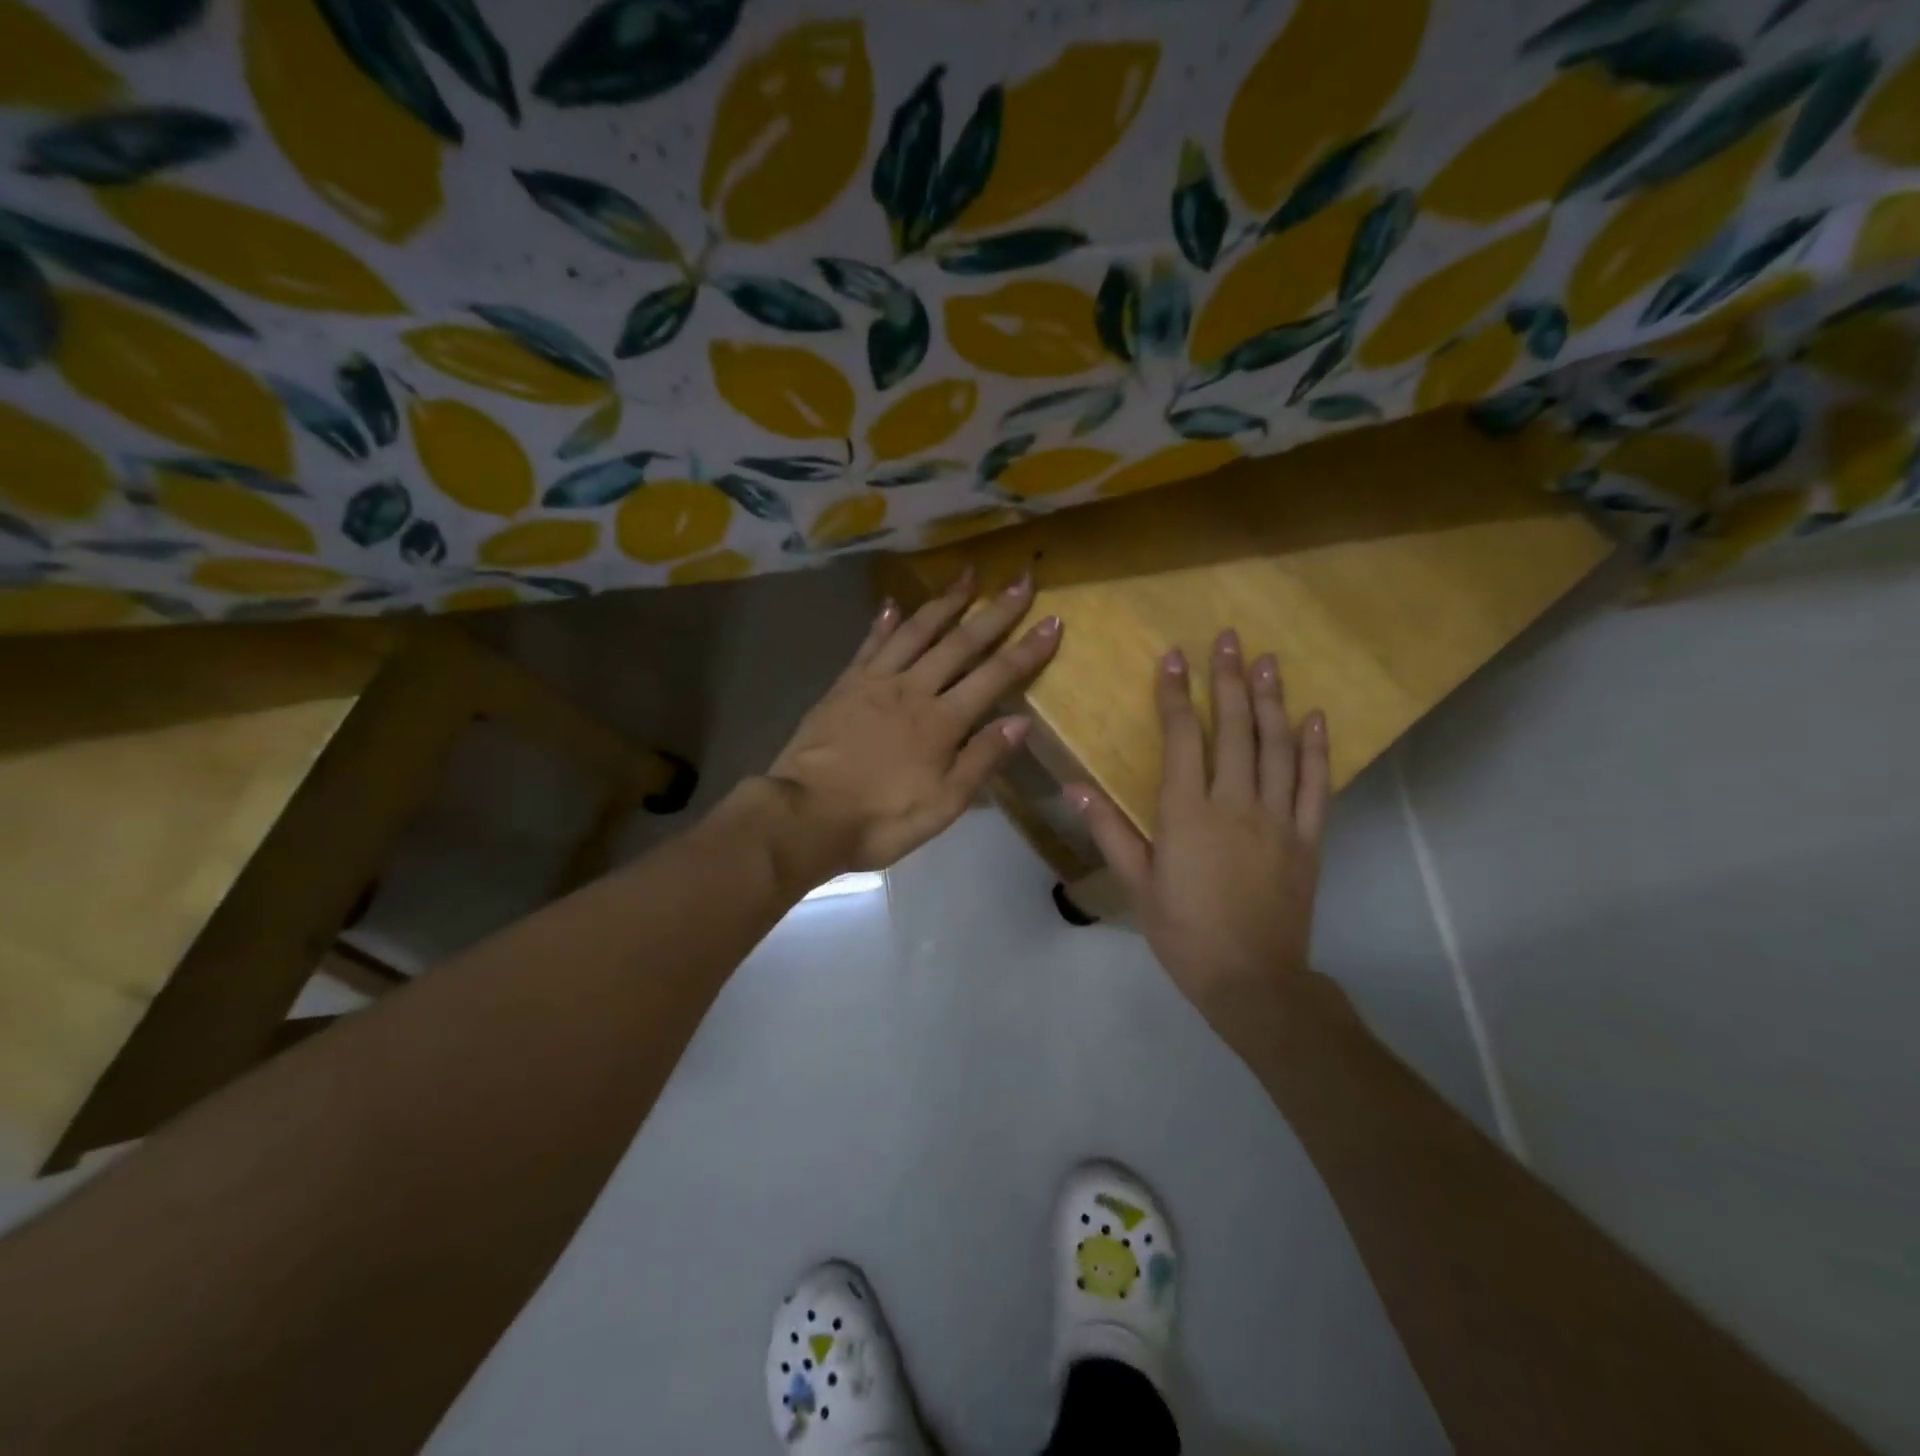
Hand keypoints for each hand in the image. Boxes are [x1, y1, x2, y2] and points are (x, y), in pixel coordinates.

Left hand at [765, 567, 1061, 878]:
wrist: (805, 815)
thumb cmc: (881, 818)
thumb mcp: (943, 804)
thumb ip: (982, 760)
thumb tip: (1022, 722)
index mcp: (942, 721)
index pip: (995, 677)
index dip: (1027, 650)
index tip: (1053, 621)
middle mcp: (913, 689)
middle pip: (960, 642)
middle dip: (995, 610)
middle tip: (1020, 579)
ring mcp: (875, 682)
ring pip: (916, 632)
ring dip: (944, 601)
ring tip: (966, 574)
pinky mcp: (844, 685)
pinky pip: (870, 645)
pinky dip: (884, 622)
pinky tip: (893, 604)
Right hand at [1069, 629, 1330, 1047]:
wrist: (1251, 979)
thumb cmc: (1183, 932)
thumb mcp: (1137, 883)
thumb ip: (1110, 831)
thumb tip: (1075, 787)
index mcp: (1188, 812)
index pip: (1184, 737)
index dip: (1177, 694)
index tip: (1174, 658)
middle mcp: (1236, 803)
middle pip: (1236, 729)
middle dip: (1230, 679)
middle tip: (1230, 639)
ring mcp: (1278, 818)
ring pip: (1277, 747)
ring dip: (1273, 700)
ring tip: (1269, 661)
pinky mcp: (1308, 838)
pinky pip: (1317, 785)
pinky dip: (1316, 749)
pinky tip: (1315, 717)